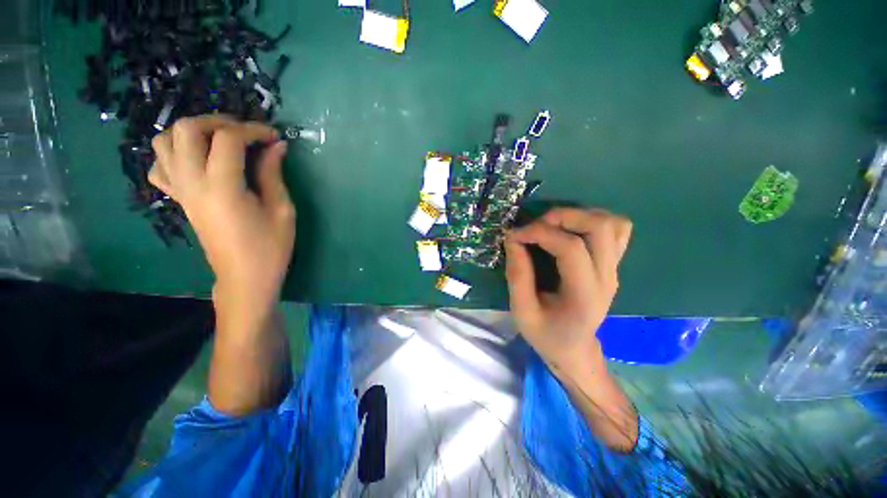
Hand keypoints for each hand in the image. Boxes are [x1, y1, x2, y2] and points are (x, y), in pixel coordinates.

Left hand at [149, 115, 295, 328]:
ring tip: (221, 141)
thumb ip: (273, 173)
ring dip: (193, 132)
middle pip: (186, 129)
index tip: (273, 136)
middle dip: (218, 121)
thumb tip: (276, 146)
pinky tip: (198, 161)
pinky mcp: (178, 199)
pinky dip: (175, 154)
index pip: (227, 139)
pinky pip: (160, 166)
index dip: (253, 130)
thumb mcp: (281, 209)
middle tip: (245, 133)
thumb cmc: (270, 246)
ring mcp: (180, 191)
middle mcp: (192, 183)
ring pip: (165, 142)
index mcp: (222, 187)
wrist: (244, 276)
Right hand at [504, 208, 631, 380]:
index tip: (514, 236)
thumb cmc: (546, 335)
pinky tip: (571, 230)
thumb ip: (517, 276)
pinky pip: (616, 230)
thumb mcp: (522, 312)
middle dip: (562, 216)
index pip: (570, 248)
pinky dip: (593, 221)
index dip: (540, 233)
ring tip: (552, 226)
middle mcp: (606, 277)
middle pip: (599, 227)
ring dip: (579, 215)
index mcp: (584, 294)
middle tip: (536, 226)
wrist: (575, 350)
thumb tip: (513, 239)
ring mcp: (614, 269)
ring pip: (612, 223)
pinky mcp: (612, 264)